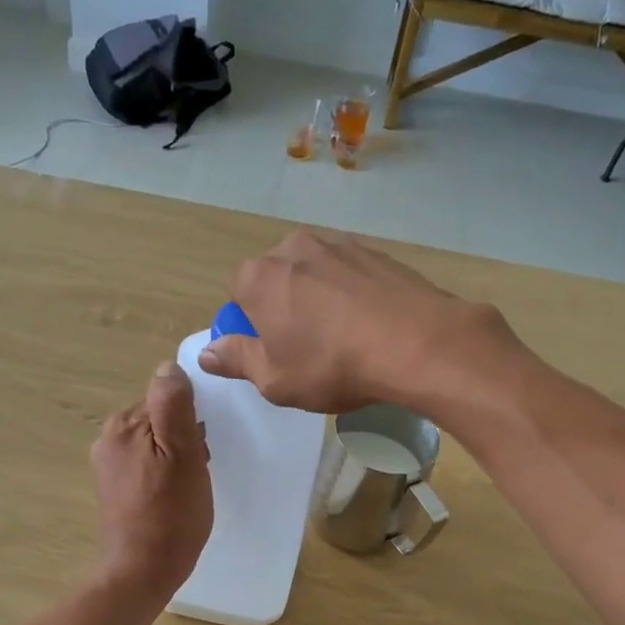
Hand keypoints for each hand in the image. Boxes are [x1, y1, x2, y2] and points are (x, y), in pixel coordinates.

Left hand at [90, 362, 212, 601]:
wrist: (142, 571)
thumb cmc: (171, 514)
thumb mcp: (184, 454)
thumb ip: (174, 406)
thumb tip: (168, 367)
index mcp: (124, 424)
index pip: (167, 398)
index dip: (191, 421)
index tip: (201, 449)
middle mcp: (108, 438)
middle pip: (159, 418)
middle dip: (183, 437)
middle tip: (197, 471)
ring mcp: (107, 464)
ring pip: (154, 442)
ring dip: (175, 456)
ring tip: (187, 487)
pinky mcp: (113, 487)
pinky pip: (146, 464)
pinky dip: (163, 473)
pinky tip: (172, 496)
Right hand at [195, 228, 519, 413]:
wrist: (417, 343)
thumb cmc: (332, 366)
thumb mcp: (275, 380)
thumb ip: (236, 360)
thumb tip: (207, 353)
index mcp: (259, 277)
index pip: (237, 293)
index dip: (248, 324)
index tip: (267, 351)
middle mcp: (294, 248)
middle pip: (276, 277)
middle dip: (282, 306)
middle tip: (304, 347)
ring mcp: (339, 245)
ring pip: (314, 273)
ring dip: (317, 298)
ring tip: (341, 336)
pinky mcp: (377, 252)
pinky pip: (350, 274)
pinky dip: (351, 294)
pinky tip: (369, 324)